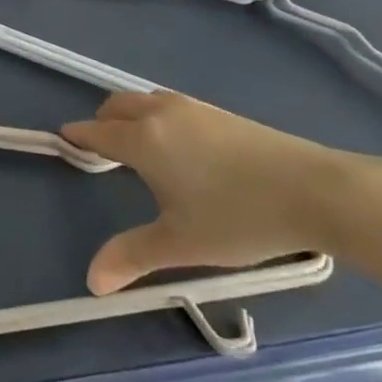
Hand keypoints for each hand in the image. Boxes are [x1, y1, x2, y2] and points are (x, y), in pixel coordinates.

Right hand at [62, 91, 365, 292]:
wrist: (317, 191)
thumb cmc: (239, 217)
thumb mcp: (180, 243)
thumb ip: (132, 256)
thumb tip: (90, 281)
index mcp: (143, 140)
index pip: (96, 132)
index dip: (77, 137)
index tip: (63, 142)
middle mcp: (161, 114)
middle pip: (117, 106)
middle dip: (102, 122)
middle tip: (100, 152)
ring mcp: (193, 108)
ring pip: (145, 101)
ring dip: (130, 116)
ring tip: (137, 148)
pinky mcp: (220, 112)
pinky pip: (170, 105)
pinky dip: (156, 116)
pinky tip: (178, 146)